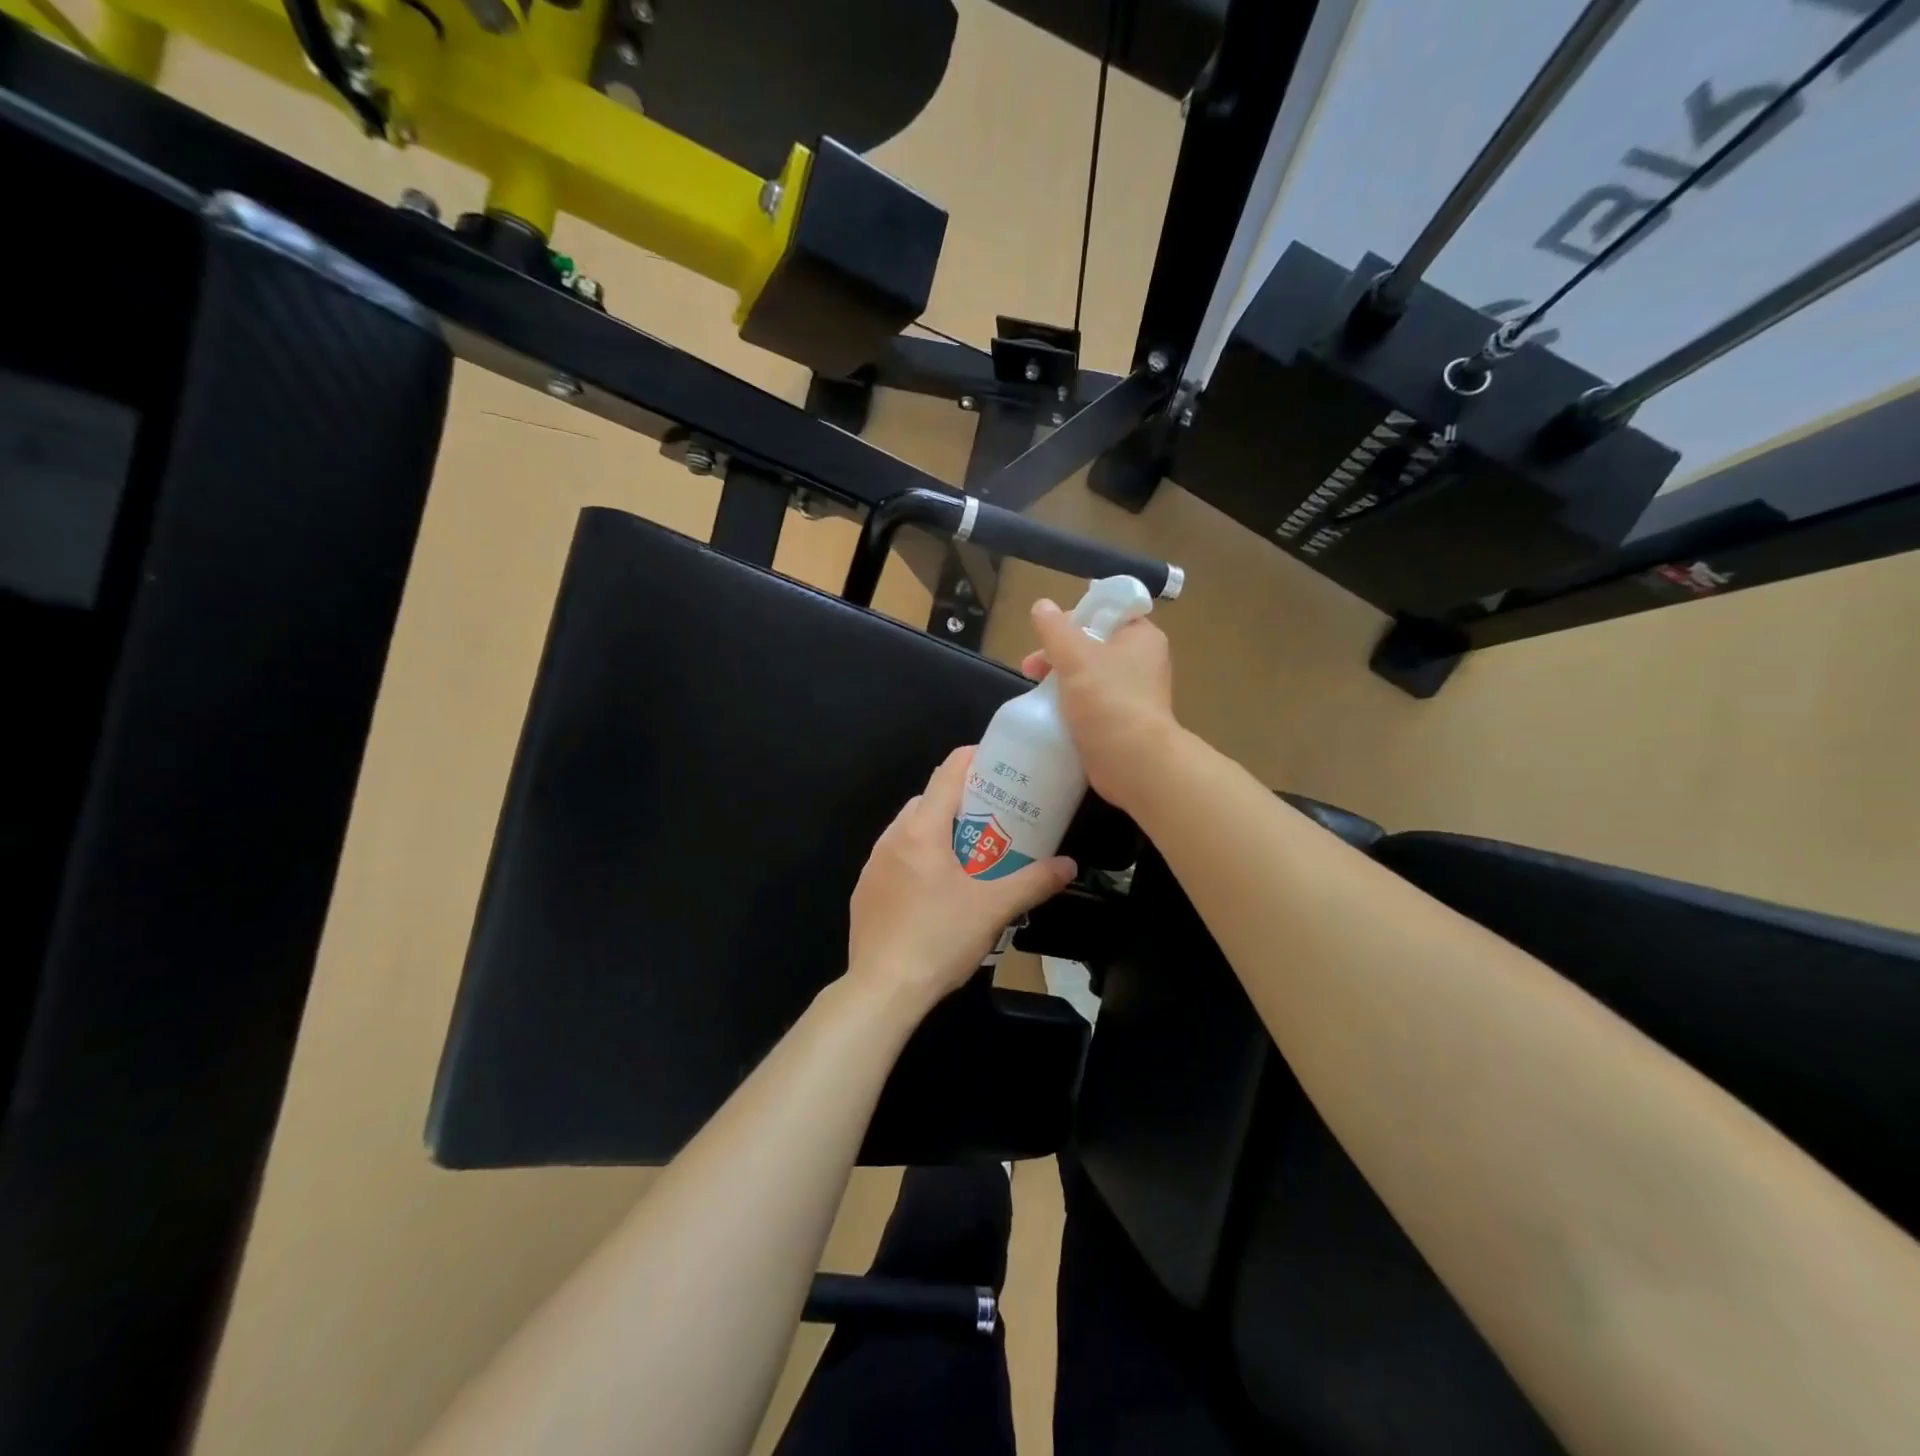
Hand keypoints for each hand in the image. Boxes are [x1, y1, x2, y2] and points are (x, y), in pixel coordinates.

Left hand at [847, 746, 1075, 1014]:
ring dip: (938, 831)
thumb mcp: (995, 909)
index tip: (999, 763)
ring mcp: (873, 864)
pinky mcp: (864, 890)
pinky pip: (895, 858)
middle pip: (928, 800)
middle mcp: (892, 838)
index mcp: (921, 830)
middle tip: (994, 818)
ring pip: (909, 829)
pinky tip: (936, 890)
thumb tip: (1069, 866)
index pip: (947, 774)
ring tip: (968, 855)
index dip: (973, 759)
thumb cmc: (940, 939)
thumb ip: (1034, 882)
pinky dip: (917, 858)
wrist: (882, 989)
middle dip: (961, 802)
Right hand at [1021, 597, 1176, 812]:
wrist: (1133, 762)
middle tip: (1031, 667)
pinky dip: (1070, 706)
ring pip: (1088, 676)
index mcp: (1141, 637)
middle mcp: (1141, 661)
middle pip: (1092, 645)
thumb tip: (1041, 605)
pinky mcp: (1121, 721)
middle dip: (1058, 654)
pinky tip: (1049, 714)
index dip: (1075, 618)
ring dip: (1060, 680)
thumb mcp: (1076, 657)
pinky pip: (1090, 704)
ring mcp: (1132, 693)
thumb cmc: (1108, 700)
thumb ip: (1055, 630)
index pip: (1107, 612)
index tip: (1049, 634)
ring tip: (1034, 694)